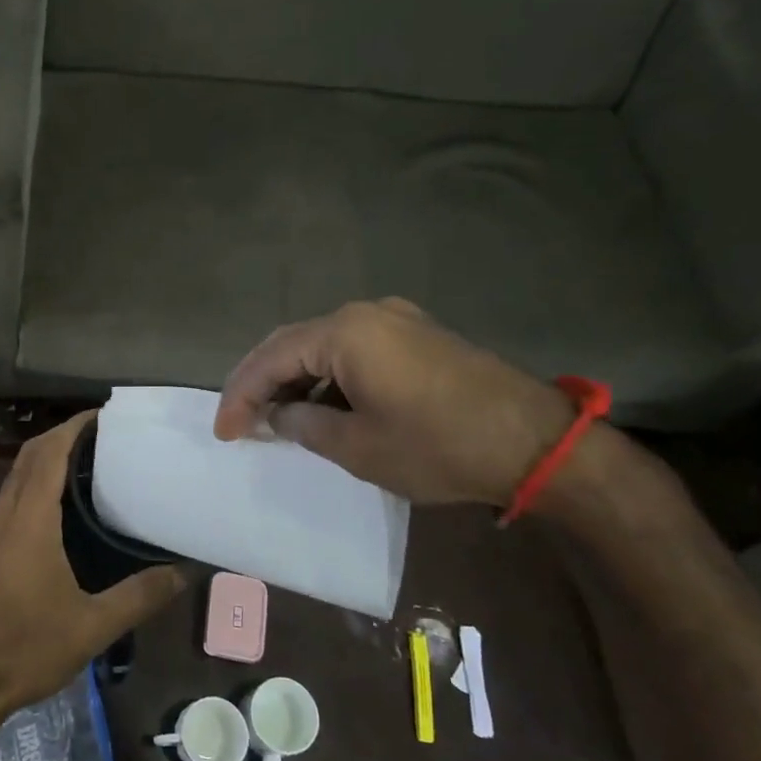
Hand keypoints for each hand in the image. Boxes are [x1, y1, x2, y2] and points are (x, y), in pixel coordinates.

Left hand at [0, 412, 188, 723]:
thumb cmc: (23, 649)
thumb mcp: (91, 626)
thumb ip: (139, 596)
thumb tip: (184, 572)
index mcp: (29, 520)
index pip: (49, 452)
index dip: (75, 426)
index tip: (107, 416)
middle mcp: (6, 514)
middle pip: (30, 455)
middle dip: (63, 435)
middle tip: (107, 437)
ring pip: (18, 474)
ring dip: (48, 457)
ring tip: (92, 463)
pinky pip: (13, 496)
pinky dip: (37, 482)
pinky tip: (64, 507)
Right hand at [213, 298, 581, 506]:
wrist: (536, 442)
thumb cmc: (438, 446)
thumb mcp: (358, 447)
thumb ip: (304, 426)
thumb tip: (279, 416)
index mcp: (345, 333)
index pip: (271, 358)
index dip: (240, 395)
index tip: (224, 432)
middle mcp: (366, 313)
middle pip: (292, 343)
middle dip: (260, 382)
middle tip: (240, 421)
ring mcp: (396, 320)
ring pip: (322, 346)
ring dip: (294, 380)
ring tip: (275, 419)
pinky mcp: (417, 336)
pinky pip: (354, 350)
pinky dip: (327, 376)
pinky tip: (321, 405)